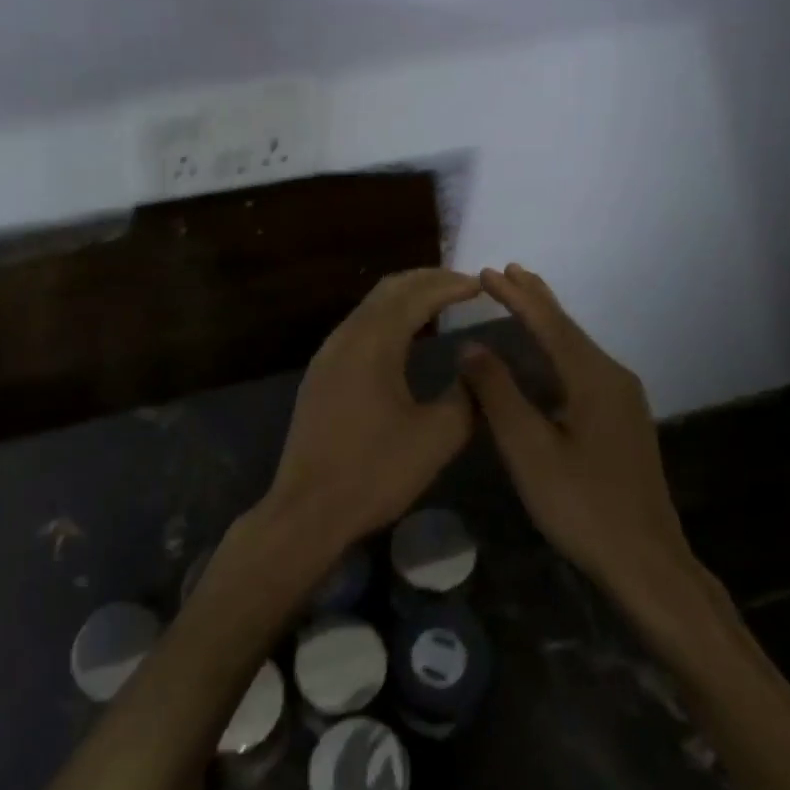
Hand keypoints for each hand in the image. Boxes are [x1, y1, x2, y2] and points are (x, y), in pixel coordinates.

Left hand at [257, 268, 480, 562]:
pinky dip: (386, 319)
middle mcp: (345, 338)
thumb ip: (465, 396)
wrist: (308, 508)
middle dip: (426, 281)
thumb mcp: (436, 438)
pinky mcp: (320, 375)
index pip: (416, 296)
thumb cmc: (374, 472)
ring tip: (438, 303)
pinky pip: (357, 329)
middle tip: (462, 285)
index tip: (481, 285)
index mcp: (373, 343)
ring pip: (369, 308)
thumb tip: (475, 367)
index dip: (450, 285)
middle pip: (387, 291)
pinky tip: (403, 338)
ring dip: (404, 298)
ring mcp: (327, 355)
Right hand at [459, 265, 714, 625]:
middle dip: (536, 299)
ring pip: (577, 349)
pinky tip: (546, 359)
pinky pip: (584, 369)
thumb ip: (498, 393)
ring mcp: (624, 401)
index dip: (516, 297)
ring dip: (547, 323)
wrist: (645, 561)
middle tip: (508, 272)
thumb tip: (472, 347)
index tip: (487, 272)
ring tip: (523, 300)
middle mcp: (614, 378)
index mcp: (594, 378)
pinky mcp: (623, 422)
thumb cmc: (581, 504)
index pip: (549, 324)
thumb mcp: (528, 449)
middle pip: (568, 329)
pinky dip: (558, 350)